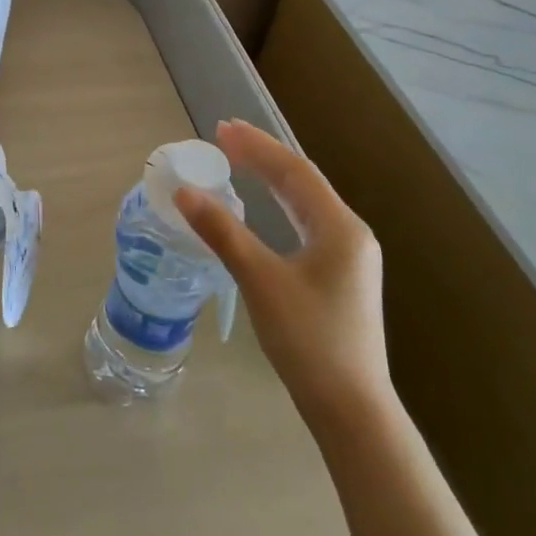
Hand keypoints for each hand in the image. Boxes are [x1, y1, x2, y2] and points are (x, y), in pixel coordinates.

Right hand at [175, 119, 388, 422]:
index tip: (222, 128)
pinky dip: (280, 205)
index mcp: (339, 227)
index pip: (293, 171)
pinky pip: (306, 223)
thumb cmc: (307, 339)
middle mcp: (350, 233)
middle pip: (301, 182)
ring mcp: (348, 256)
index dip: (256, 146)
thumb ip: (222, 231)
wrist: (350, 407)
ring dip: (271, 179)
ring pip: (305, 202)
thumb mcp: (259, 280)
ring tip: (238, 160)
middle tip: (224, 138)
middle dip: (263, 156)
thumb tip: (184, 192)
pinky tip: (264, 205)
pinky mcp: (340, 275)